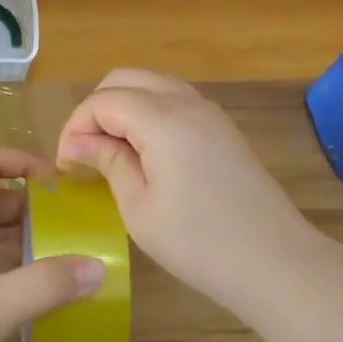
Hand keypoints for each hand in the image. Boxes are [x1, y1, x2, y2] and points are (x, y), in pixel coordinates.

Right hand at [56, 69, 325, 312]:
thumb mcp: (139, 207)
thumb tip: (78, 143)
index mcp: (162, 119)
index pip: (103, 101)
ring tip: (110, 152)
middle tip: (84, 152)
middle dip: (96, 109)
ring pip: (152, 86)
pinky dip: (148, 114)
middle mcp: (187, 102)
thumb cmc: (199, 243)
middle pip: (125, 79)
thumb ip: (108, 162)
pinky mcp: (223, 129)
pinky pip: (174, 102)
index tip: (66, 166)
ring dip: (123, 108)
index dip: (75, 127)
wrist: (276, 263)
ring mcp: (210, 113)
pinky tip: (144, 153)